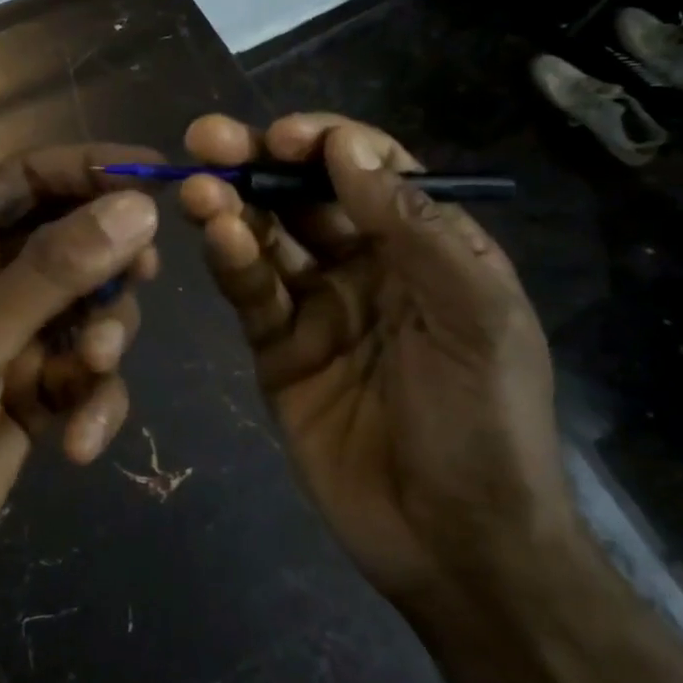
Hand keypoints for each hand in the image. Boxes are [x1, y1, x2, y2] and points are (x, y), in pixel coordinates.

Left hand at [0, 145, 162, 619]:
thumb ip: (54, 273)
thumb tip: (137, 207)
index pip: (26, 177)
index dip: (89, 167)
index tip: (157, 174)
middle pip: (70, 239)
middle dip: (107, 263)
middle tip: (141, 275)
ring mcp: (11, 335)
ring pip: (89, 307)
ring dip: (101, 340)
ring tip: (86, 373)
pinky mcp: (34, 388)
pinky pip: (86, 372)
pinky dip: (93, 400)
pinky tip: (76, 441)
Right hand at [180, 113, 575, 600]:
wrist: (454, 544)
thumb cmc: (483, 420)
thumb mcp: (472, 313)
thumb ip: (413, 226)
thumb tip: (348, 148)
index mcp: (427, 247)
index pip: (370, 171)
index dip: (326, 144)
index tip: (284, 138)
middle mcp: (368, 266)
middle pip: (305, 197)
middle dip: (260, 163)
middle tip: (208, 139)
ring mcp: (319, 308)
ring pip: (267, 239)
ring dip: (233, 207)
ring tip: (199, 189)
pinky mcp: (278, 349)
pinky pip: (251, 294)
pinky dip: (231, 262)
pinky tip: (216, 238)